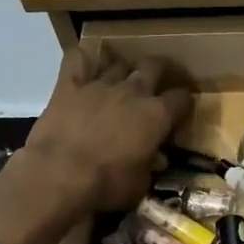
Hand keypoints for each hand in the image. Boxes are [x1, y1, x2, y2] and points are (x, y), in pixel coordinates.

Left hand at [24, 46, 191, 212]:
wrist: (60, 174)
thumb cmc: (106, 184)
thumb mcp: (139, 185)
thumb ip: (150, 167)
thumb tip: (157, 159)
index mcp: (156, 116)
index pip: (181, 98)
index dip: (183, 102)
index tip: (181, 109)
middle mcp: (133, 92)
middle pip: (154, 66)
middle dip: (160, 71)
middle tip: (157, 82)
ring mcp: (100, 84)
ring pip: (119, 63)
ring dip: (123, 70)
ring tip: (120, 80)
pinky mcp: (70, 84)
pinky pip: (77, 58)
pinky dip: (82, 58)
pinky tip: (84, 64)